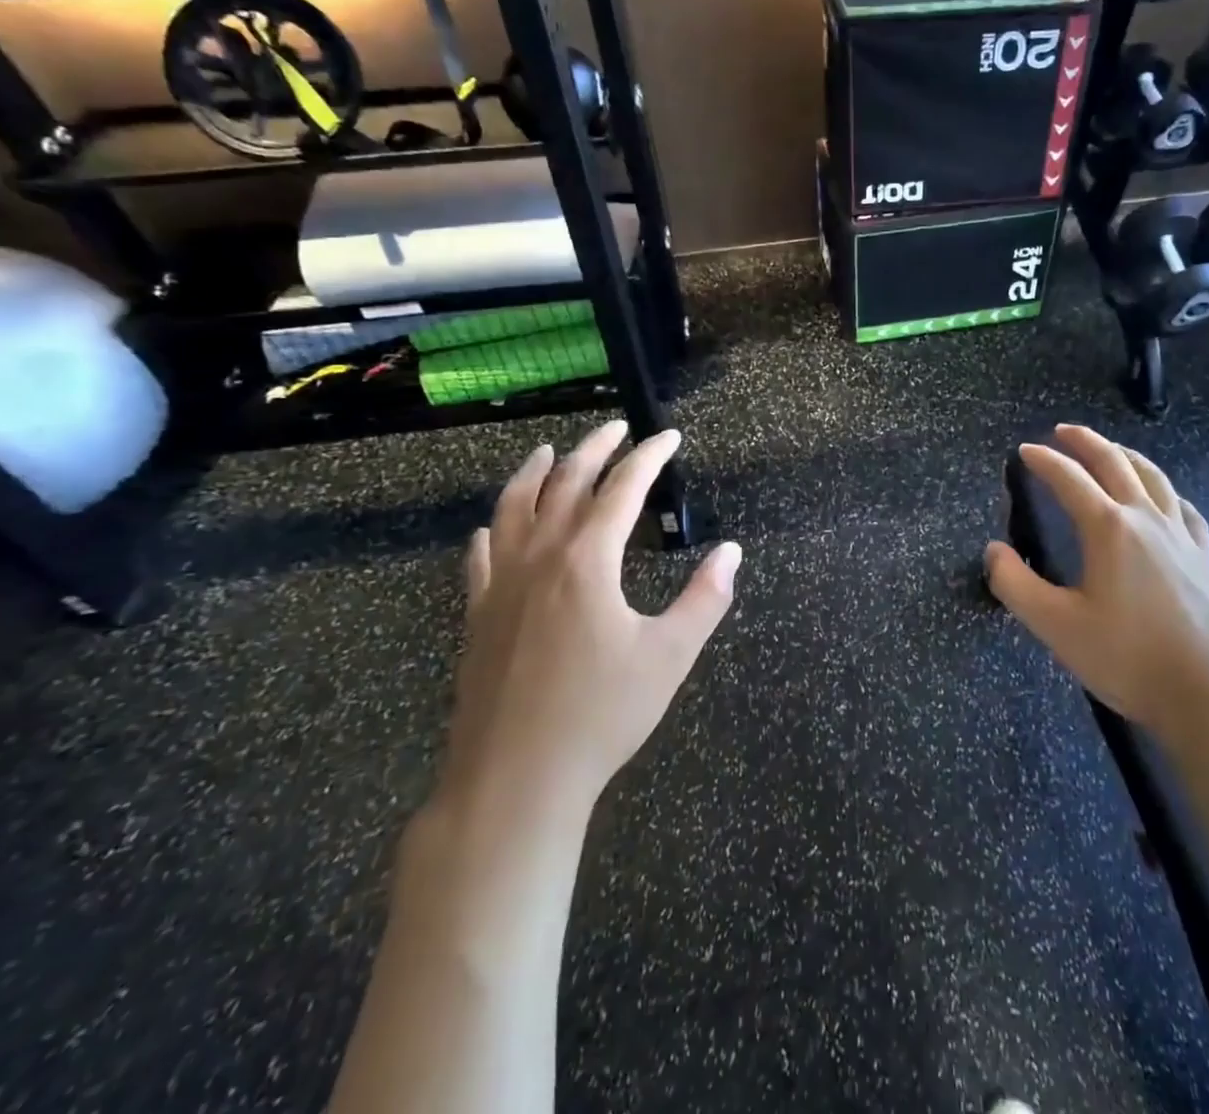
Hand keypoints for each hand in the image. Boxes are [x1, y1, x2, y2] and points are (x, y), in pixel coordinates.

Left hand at [438, 421, 740, 837]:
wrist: (514, 780)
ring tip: (548, 451)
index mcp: (587, 561)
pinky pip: (480, 557)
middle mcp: (540, 558)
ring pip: (512, 508)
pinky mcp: (477, 616)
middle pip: (564, 483)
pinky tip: (492, 528)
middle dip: (594, 449)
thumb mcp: (669, 656)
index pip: (622, 489)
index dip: (649, 457)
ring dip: (533, 473)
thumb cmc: (601, 716)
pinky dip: (493, 530)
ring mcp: (501, 585)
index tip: (670, 437)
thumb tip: (731, 551)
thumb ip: (705, 598)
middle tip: (617, 428)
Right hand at [985, 424, 1208, 735]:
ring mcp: (1181, 537)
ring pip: (1153, 478)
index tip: (1023, 451)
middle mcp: (1146, 520)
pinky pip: (1183, 509)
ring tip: (1111, 449)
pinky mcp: (1205, 559)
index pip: (1069, 479)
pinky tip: (1165, 499)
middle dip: (1085, 442)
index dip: (1043, 461)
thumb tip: (993, 550)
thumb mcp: (1056, 626)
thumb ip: (1015, 584)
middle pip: (1114, 464)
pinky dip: (1166, 492)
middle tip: (1063, 431)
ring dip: (1126, 456)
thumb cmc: (1128, 658)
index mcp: (1108, 528)